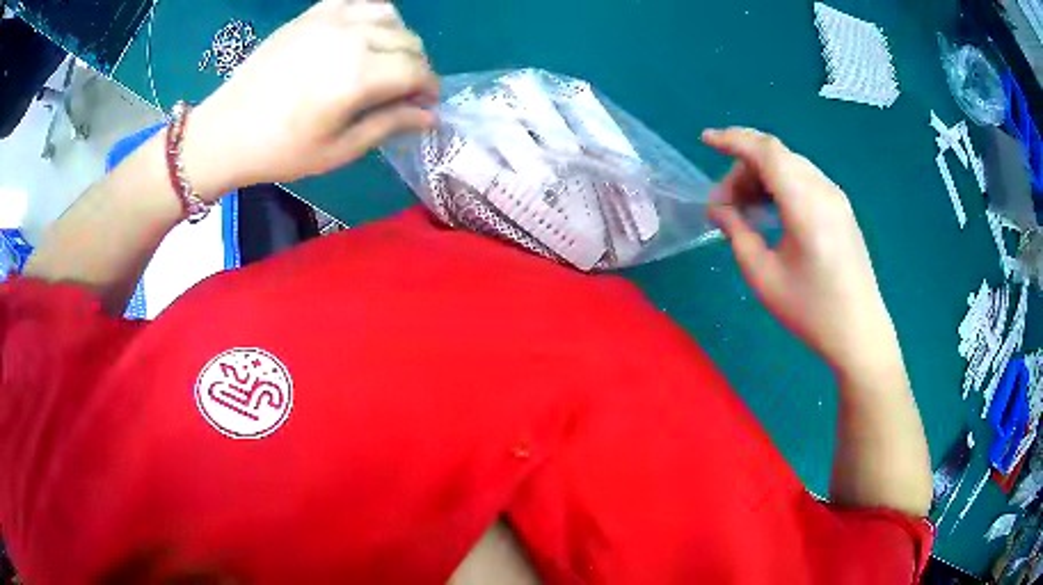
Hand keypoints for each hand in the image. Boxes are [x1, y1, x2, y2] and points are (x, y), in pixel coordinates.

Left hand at [182, 0, 438, 198]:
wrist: (225, 132)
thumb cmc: (280, 151)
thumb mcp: (339, 150)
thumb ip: (389, 125)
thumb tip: (429, 116)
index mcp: (359, 75)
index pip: (417, 71)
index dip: (429, 88)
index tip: (425, 106)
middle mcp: (352, 37)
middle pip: (408, 41)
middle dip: (416, 67)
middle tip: (403, 91)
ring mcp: (330, 19)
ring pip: (389, 15)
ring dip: (397, 38)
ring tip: (384, 60)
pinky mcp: (311, 14)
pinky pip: (357, 2)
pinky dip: (370, 15)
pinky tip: (361, 35)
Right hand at [703, 128, 898, 375]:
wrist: (859, 333)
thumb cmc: (811, 312)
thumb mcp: (764, 277)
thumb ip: (737, 233)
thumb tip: (717, 208)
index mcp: (806, 206)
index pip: (767, 152)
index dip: (733, 140)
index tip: (705, 141)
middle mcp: (824, 191)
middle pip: (776, 156)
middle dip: (742, 168)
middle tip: (723, 206)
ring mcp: (836, 197)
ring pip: (790, 165)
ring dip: (761, 176)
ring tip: (743, 209)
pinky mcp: (841, 208)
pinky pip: (804, 179)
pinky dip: (780, 184)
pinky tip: (769, 210)